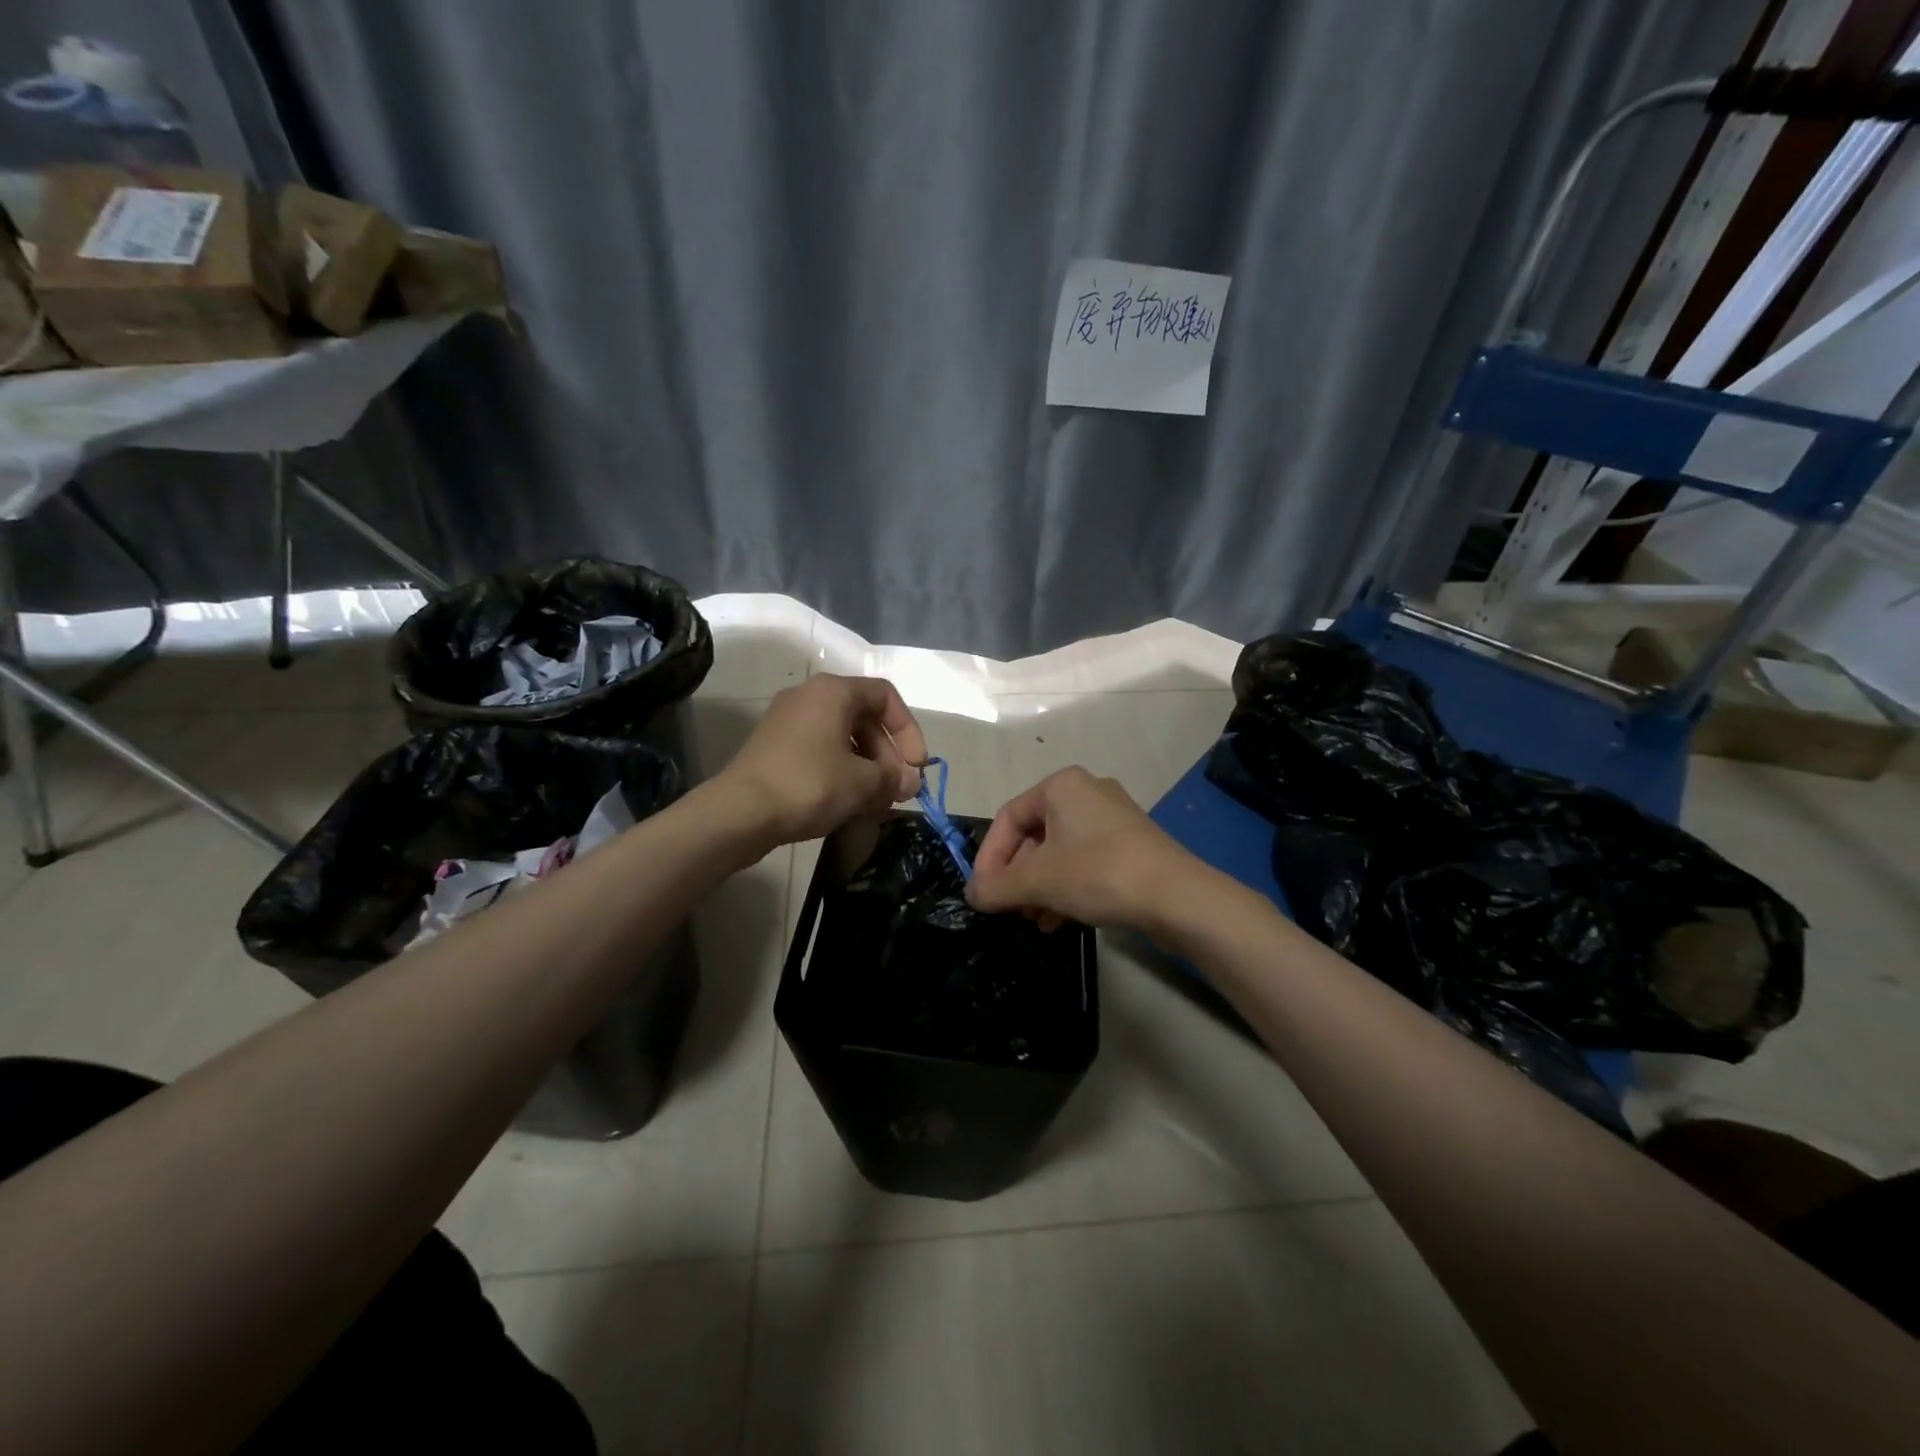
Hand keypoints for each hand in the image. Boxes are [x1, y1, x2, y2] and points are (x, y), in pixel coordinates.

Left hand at [719, 674, 929, 846]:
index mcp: (833, 691)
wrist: (740, 812)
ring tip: (878, 802)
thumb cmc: (809, 784)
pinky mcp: (774, 747)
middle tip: (899, 790)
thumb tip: (910, 782)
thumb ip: (893, 778)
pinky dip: (842, 772)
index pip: (886, 697)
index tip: (916, 766)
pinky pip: (820, 751)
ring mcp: (787, 722)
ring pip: (842, 738)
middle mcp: (809, 696)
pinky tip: (850, 803)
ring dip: (867, 768)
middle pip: (864, 718)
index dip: (908, 731)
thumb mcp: (862, 783)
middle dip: (888, 756)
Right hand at [966, 767, 1199, 933]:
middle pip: (1033, 835)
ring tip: (1034, 920)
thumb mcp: (1039, 880)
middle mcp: (1086, 792)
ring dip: (1039, 887)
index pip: (1007, 818)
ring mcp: (1112, 818)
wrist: (1178, 897)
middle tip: (1009, 909)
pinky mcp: (1130, 844)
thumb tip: (972, 895)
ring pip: (1059, 851)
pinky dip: (1066, 887)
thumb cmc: (1099, 873)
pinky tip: (1059, 921)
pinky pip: (1084, 861)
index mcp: (1061, 785)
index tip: (983, 893)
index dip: (989, 857)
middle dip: (1017, 876)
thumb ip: (997, 886)